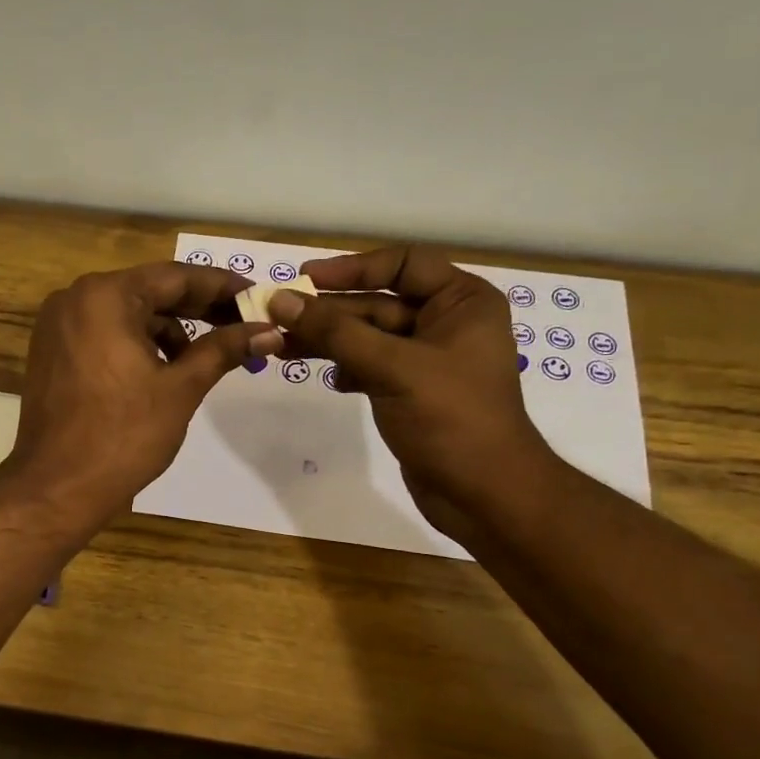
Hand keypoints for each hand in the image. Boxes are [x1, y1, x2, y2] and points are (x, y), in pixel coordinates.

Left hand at [5, 262, 283, 519]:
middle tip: (242, 322)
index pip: (175, 277)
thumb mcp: (180, 388)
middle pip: (149, 292)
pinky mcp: (51, 352)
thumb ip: (223, 349)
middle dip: (197, 309)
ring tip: (203, 358)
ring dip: (167, 330)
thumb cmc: (123, 436)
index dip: (221, 286)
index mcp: (105, 296)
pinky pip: (103, 334)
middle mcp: (75, 299)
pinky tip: (162, 370)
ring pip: (125, 314)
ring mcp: (57, 326)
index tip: (256, 297)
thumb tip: (268, 330)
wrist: (58, 487)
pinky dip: (136, 344)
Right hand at [266, 246, 554, 530]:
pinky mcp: (411, 390)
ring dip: (329, 341)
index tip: (304, 279)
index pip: (403, 264)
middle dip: (329, 312)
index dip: (352, 268)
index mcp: (462, 301)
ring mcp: (428, 359)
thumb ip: (335, 332)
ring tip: (283, 349)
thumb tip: (280, 301)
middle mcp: (448, 322)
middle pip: (379, 302)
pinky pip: (371, 365)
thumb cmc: (450, 418)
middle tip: (277, 319)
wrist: (482, 493)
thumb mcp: (392, 367)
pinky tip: (332, 380)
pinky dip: (348, 368)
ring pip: (369, 336)